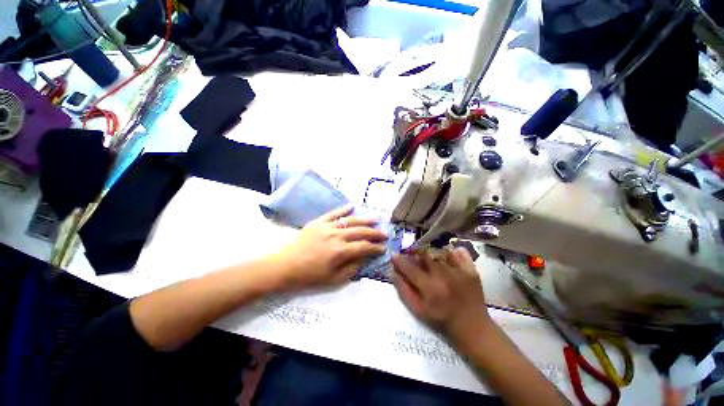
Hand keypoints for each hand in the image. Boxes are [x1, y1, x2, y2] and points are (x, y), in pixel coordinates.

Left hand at [271, 205, 386, 290]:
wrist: (285, 266)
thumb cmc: (309, 276)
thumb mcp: (333, 279)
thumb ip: (352, 268)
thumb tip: (364, 258)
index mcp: (340, 251)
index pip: (364, 247)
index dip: (376, 248)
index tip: (383, 248)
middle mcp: (337, 236)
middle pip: (360, 232)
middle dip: (374, 233)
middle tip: (384, 233)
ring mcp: (327, 226)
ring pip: (350, 221)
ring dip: (364, 220)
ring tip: (375, 219)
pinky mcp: (318, 222)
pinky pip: (333, 213)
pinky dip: (343, 209)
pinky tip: (352, 206)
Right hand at [392, 247, 491, 343]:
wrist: (473, 328)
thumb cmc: (442, 321)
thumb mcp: (418, 310)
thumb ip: (404, 290)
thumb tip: (393, 272)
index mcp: (429, 288)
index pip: (410, 268)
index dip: (400, 260)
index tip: (394, 255)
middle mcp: (444, 276)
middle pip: (424, 255)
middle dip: (416, 255)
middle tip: (414, 258)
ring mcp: (459, 271)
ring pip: (440, 253)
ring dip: (432, 255)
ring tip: (432, 261)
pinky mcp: (471, 271)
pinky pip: (460, 253)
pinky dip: (452, 252)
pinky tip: (449, 257)